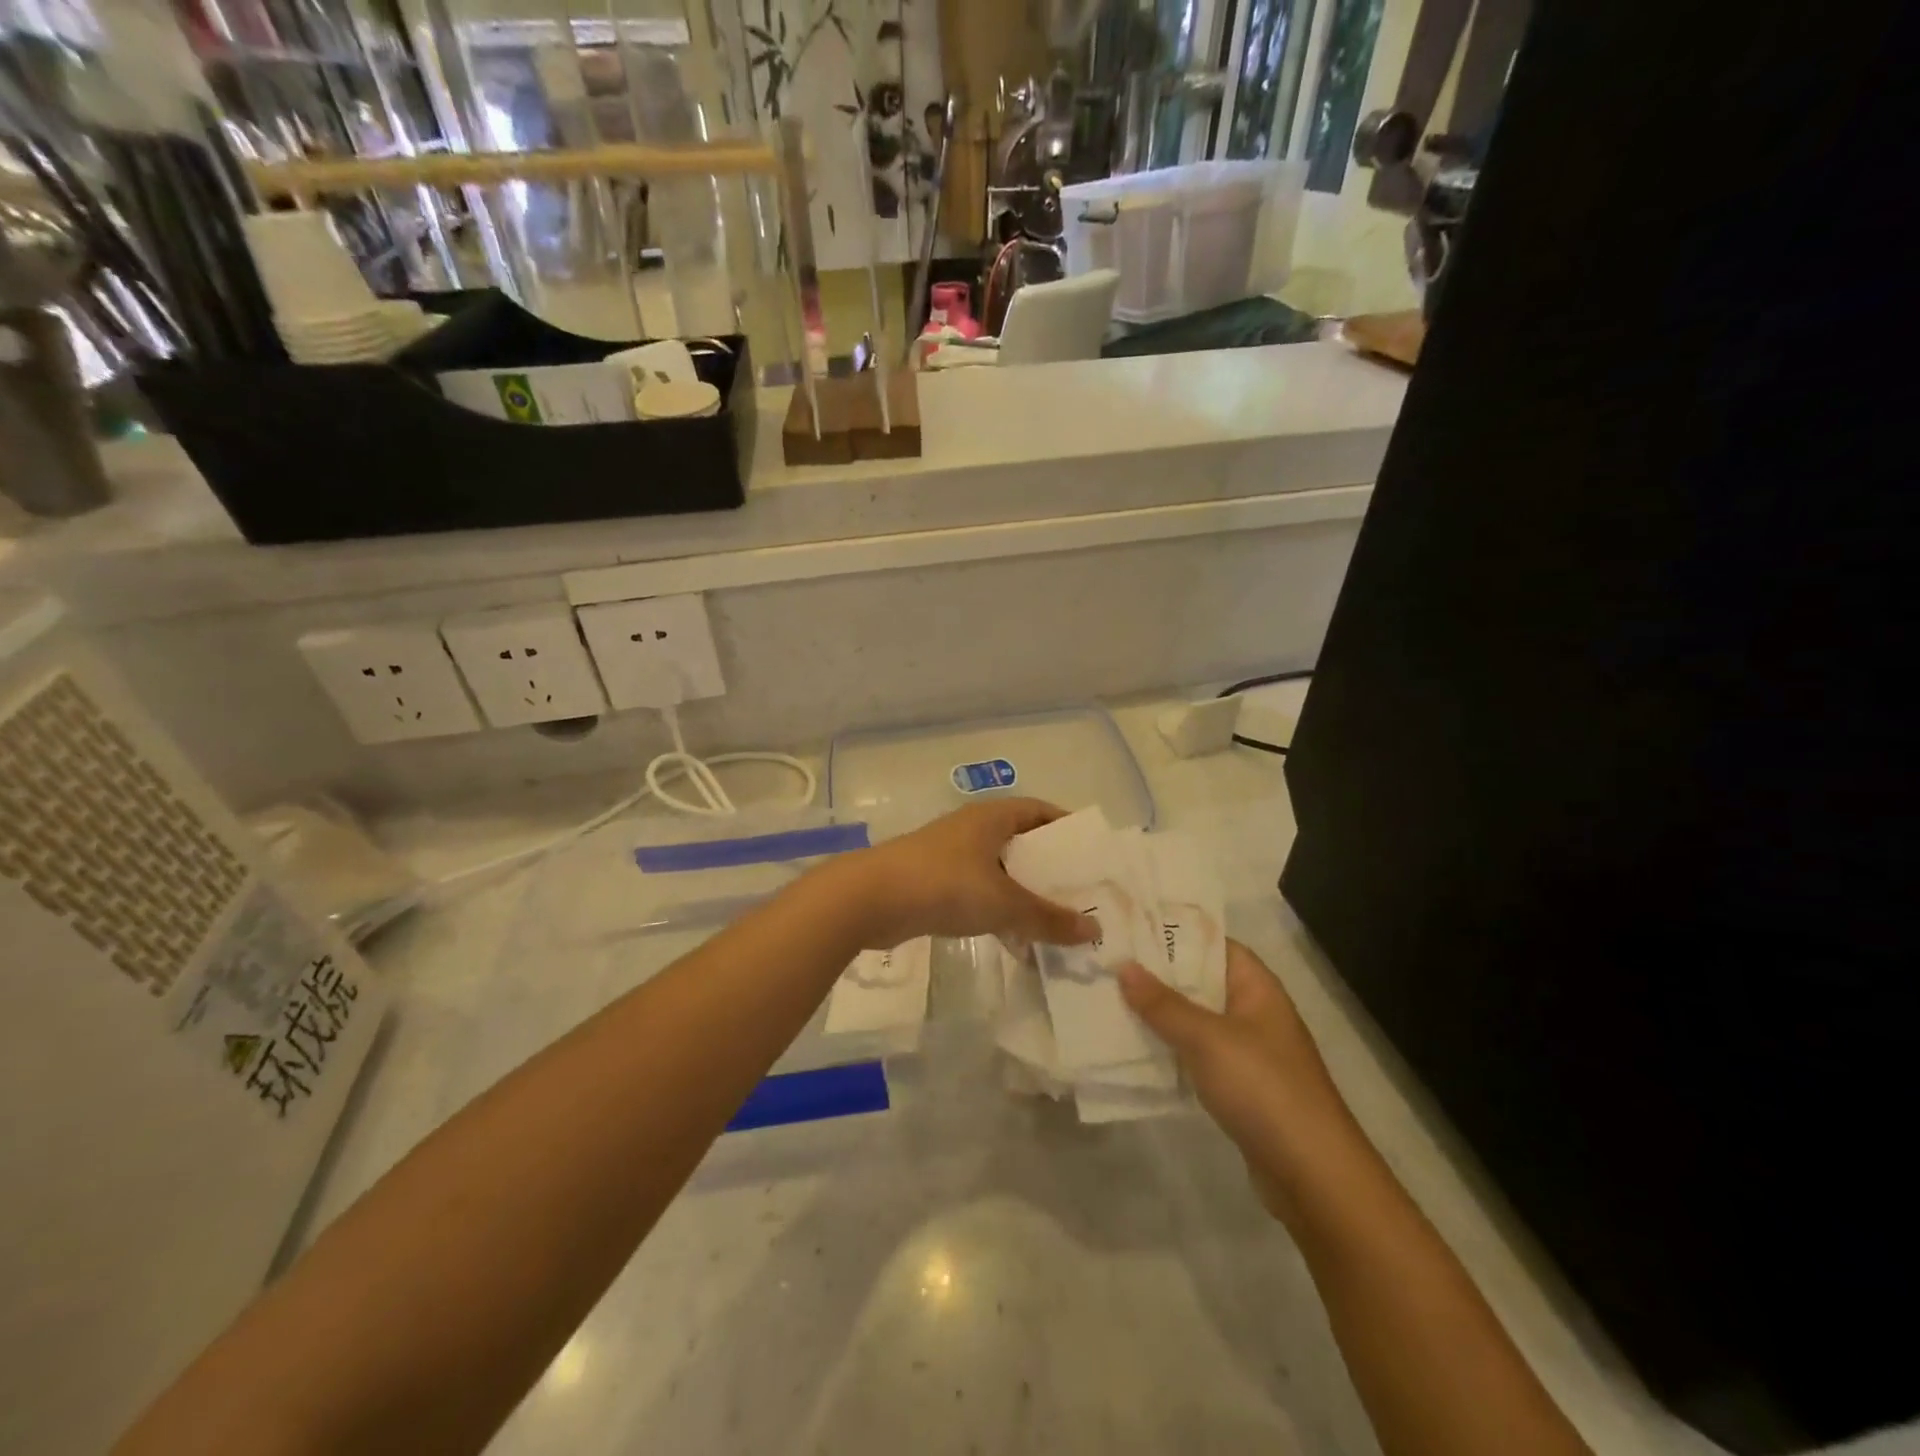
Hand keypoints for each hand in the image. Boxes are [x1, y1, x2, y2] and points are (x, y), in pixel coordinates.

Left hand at [850, 798, 1100, 949]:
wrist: (869, 899)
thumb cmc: (944, 885)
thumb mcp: (1004, 902)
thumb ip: (1048, 918)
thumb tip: (1094, 931)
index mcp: (992, 817)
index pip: (1040, 811)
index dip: (1067, 828)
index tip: (1092, 854)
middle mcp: (973, 830)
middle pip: (1022, 844)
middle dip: (1050, 869)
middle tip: (1081, 896)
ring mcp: (951, 856)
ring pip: (1000, 872)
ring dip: (1025, 895)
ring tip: (1055, 924)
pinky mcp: (934, 883)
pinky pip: (978, 893)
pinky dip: (998, 912)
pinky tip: (1014, 941)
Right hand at [1120, 941, 1358, 1220]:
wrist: (1312, 1175)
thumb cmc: (1263, 1088)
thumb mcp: (1207, 1039)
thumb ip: (1163, 1003)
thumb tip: (1124, 967)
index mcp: (1256, 988)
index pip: (1213, 944)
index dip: (1174, 933)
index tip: (1129, 927)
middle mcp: (1253, 1012)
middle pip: (1200, 981)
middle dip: (1157, 974)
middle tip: (1108, 962)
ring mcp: (1247, 1051)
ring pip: (1195, 1020)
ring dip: (1159, 1013)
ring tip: (1108, 998)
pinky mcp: (1238, 1087)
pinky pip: (1196, 1054)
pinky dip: (1169, 1049)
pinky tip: (1133, 1047)